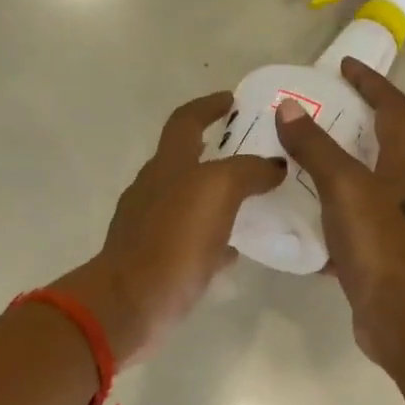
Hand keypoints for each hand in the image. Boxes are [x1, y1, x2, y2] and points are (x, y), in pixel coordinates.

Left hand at [69, 92, 283, 364]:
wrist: (131, 304)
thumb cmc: (173, 241)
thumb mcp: (217, 191)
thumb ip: (248, 171)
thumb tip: (273, 165)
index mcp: (168, 165)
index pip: (186, 120)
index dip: (209, 106)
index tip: (234, 100)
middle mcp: (155, 188)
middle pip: (187, 159)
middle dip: (219, 151)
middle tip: (256, 154)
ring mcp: (152, 225)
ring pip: (191, 200)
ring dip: (220, 195)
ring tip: (256, 201)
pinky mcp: (157, 259)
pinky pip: (191, 240)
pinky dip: (214, 237)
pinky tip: (235, 249)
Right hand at [274, 58, 404, 366]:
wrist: (400, 316)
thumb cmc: (378, 244)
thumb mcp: (344, 188)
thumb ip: (316, 148)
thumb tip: (289, 108)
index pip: (393, 109)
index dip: (371, 83)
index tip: (344, 67)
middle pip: (382, 146)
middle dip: (351, 126)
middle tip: (312, 117)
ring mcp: (396, 227)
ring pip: (364, 188)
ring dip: (336, 173)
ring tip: (297, 167)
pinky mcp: (380, 257)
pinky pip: (351, 226)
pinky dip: (328, 217)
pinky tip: (301, 222)